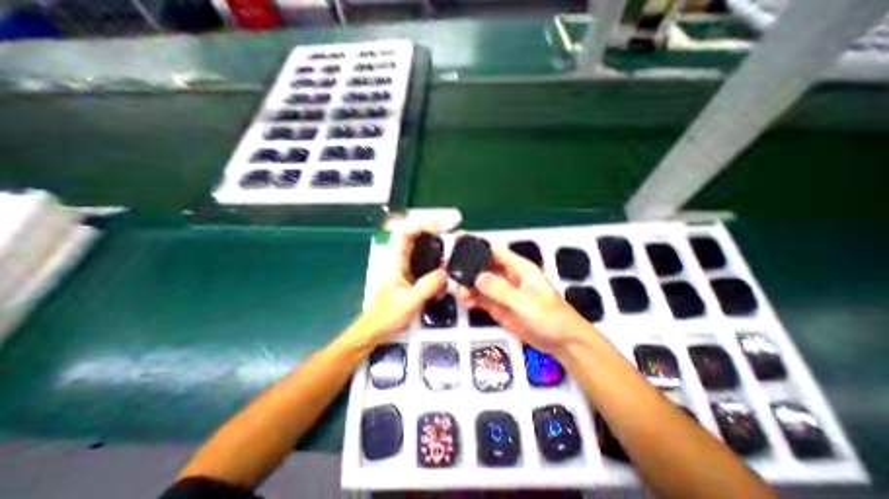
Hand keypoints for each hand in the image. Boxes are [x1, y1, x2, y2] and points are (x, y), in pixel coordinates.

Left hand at [360, 227, 447, 340]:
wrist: (375, 330)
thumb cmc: (387, 316)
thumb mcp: (409, 302)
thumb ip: (427, 287)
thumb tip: (444, 273)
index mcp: (395, 262)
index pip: (405, 233)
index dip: (421, 225)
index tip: (439, 227)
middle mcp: (399, 261)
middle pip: (414, 238)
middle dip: (432, 235)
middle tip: (450, 239)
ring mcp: (404, 269)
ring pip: (420, 250)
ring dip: (435, 250)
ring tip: (449, 257)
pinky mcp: (409, 277)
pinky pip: (423, 264)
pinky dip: (434, 264)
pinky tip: (442, 275)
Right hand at [458, 242, 588, 354]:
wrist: (562, 342)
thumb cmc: (550, 317)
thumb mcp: (525, 302)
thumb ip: (501, 290)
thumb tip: (477, 277)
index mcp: (518, 268)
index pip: (494, 251)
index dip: (477, 246)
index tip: (458, 245)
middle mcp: (508, 277)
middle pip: (483, 266)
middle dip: (468, 268)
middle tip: (452, 274)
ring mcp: (502, 292)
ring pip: (480, 283)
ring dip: (468, 286)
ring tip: (461, 293)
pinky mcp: (499, 307)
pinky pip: (482, 299)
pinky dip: (472, 299)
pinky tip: (467, 303)